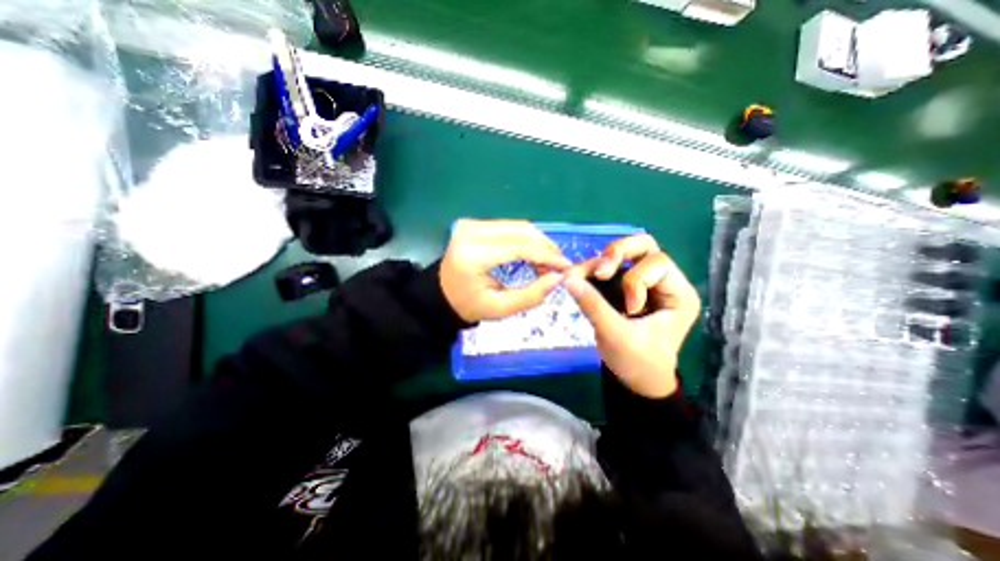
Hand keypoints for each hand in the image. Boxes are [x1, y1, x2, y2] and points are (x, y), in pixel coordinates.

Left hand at [442, 219, 574, 323]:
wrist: (441, 294)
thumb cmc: (468, 305)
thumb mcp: (500, 308)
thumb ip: (531, 295)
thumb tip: (559, 278)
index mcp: (473, 255)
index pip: (519, 247)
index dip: (547, 256)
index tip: (566, 268)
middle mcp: (470, 232)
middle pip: (521, 231)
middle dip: (546, 248)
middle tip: (558, 267)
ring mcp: (471, 224)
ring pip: (518, 226)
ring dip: (538, 243)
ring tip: (547, 264)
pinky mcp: (473, 223)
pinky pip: (509, 227)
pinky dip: (526, 240)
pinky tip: (533, 254)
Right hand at [565, 235, 696, 395]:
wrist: (636, 381)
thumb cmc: (638, 363)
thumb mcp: (616, 337)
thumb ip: (593, 306)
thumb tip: (568, 279)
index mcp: (678, 294)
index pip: (658, 263)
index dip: (635, 279)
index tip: (627, 308)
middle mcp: (663, 281)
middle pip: (643, 246)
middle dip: (617, 253)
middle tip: (600, 272)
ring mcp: (643, 281)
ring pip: (622, 254)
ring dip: (599, 262)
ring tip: (576, 276)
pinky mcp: (624, 286)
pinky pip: (608, 267)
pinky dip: (591, 270)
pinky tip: (577, 278)